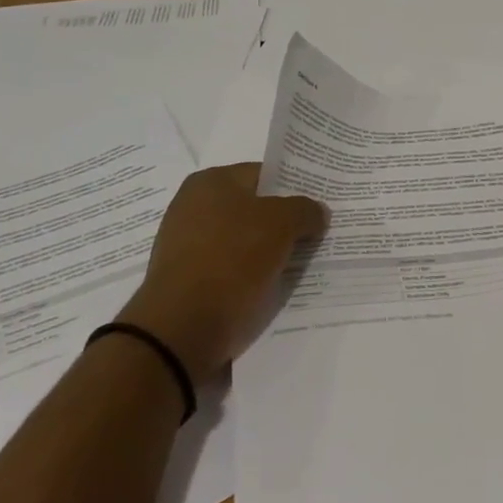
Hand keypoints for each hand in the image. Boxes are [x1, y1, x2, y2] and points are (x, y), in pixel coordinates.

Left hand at [119, 163, 327, 384]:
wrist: (182, 328)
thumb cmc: (232, 260)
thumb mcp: (282, 224)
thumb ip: (305, 210)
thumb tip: (317, 212)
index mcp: (210, 181)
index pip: (265, 174)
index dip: (295, 187)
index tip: (320, 204)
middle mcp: (193, 206)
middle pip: (254, 208)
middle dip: (284, 221)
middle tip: (318, 232)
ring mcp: (187, 244)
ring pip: (244, 240)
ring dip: (270, 250)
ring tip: (302, 262)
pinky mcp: (188, 278)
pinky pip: (231, 267)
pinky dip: (252, 274)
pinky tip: (274, 284)